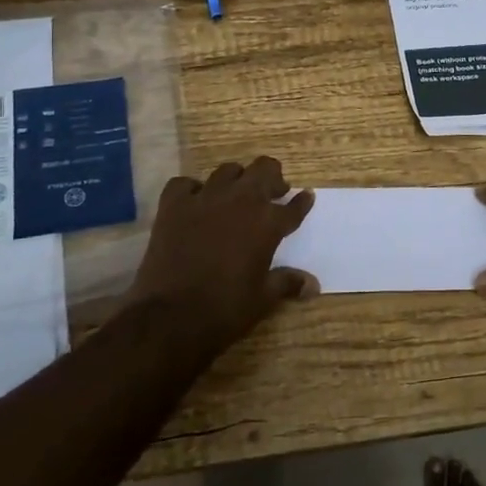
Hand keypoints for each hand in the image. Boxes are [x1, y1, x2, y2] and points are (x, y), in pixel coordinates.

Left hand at [131, 157, 317, 350]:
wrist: (171, 316)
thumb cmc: (225, 309)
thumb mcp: (263, 299)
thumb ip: (287, 283)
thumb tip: (314, 285)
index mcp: (267, 223)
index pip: (293, 206)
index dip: (302, 202)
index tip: (306, 197)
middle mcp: (240, 201)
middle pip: (264, 170)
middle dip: (272, 178)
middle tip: (272, 193)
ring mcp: (205, 198)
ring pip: (228, 170)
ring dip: (237, 180)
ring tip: (236, 195)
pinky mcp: (174, 205)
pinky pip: (185, 184)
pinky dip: (192, 189)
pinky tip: (194, 202)